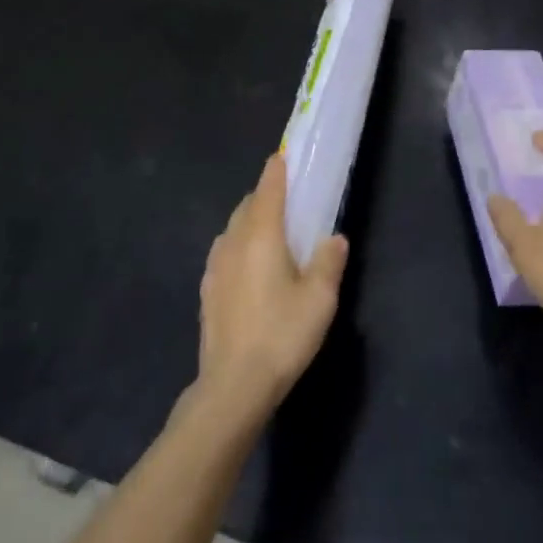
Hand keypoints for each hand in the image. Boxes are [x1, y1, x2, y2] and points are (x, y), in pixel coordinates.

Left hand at [196, 153, 348, 424]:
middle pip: (248, 206)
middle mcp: (233, 241)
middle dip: (265, 197)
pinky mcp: (207, 290)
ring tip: (272, 236)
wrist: (233, 384)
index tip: (284, 157)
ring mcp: (215, 266)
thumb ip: (329, 262)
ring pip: (233, 229)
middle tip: (288, 202)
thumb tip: (334, 239)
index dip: (277, 170)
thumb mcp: (320, 299)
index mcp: (261, 235)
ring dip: (251, 223)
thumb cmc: (282, 334)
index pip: (268, 188)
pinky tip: (252, 270)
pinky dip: (240, 247)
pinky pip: (225, 253)